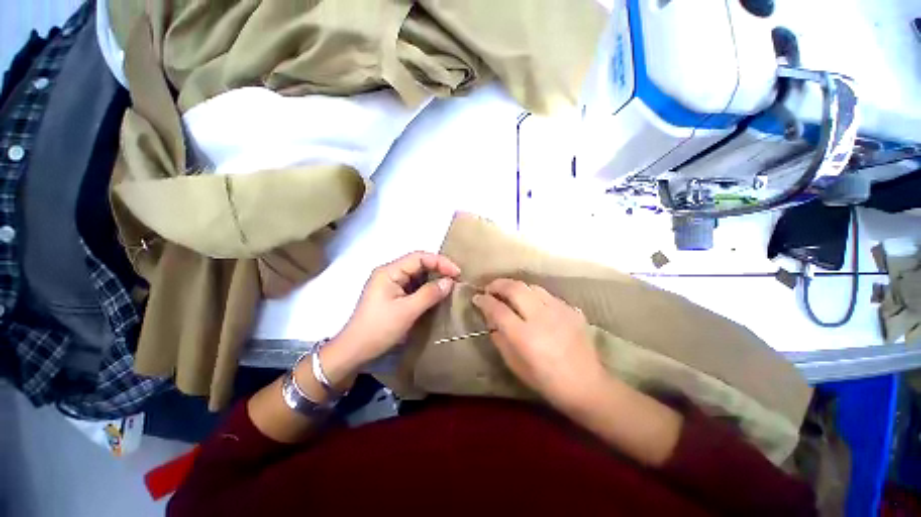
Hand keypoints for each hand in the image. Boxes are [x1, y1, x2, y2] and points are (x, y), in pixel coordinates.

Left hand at [320, 251, 460, 384]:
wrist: (355, 351)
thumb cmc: (379, 329)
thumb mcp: (407, 311)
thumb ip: (429, 294)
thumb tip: (450, 281)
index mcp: (389, 272)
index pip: (419, 257)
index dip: (440, 262)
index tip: (457, 273)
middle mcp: (389, 273)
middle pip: (418, 264)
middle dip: (438, 269)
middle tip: (455, 280)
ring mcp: (390, 285)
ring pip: (417, 276)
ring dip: (433, 279)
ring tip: (449, 287)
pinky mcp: (392, 295)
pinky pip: (413, 287)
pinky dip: (426, 289)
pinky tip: (436, 295)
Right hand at [472, 279, 607, 409]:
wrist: (586, 385)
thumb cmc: (546, 381)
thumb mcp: (514, 365)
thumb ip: (499, 339)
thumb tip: (490, 319)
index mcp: (524, 336)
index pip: (498, 309)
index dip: (484, 301)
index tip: (477, 298)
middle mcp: (541, 317)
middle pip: (514, 288)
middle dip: (497, 284)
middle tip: (489, 288)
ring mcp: (559, 310)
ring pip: (531, 286)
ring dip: (515, 286)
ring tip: (508, 293)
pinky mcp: (571, 309)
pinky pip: (547, 294)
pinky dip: (533, 295)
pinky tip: (531, 303)